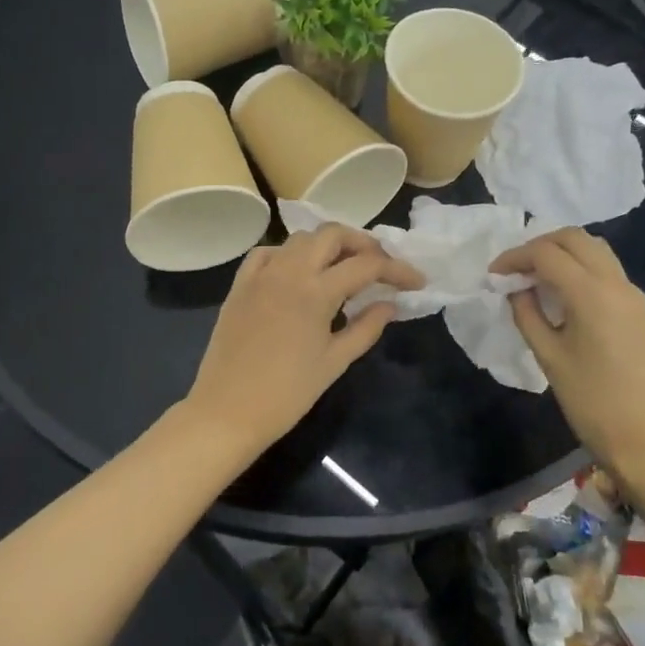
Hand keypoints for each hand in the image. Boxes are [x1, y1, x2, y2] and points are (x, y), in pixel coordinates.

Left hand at [185, 224, 424, 452]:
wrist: (227, 411)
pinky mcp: (240, 284)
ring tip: (343, 268)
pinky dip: (289, 254)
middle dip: (363, 244)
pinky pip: (268, 253)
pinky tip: (298, 273)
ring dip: (327, 245)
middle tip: (380, 267)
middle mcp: (288, 270)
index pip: (367, 265)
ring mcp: (261, 274)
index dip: (397, 270)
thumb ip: (366, 328)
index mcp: (316, 290)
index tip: (416, 282)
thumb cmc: (287, 393)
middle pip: (332, 235)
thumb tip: (389, 304)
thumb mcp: (335, 362)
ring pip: (300, 239)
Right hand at [490, 228, 644, 492]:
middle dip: (539, 245)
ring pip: (595, 249)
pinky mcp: (639, 310)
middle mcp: (616, 283)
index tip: (492, 274)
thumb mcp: (548, 357)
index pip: (546, 253)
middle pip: (575, 239)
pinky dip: (579, 267)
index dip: (514, 257)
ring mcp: (632, 295)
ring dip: (562, 253)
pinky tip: (560, 293)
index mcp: (591, 293)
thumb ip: (527, 315)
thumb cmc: (592, 402)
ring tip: (534, 277)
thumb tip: (515, 290)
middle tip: (514, 270)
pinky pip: (606, 270)